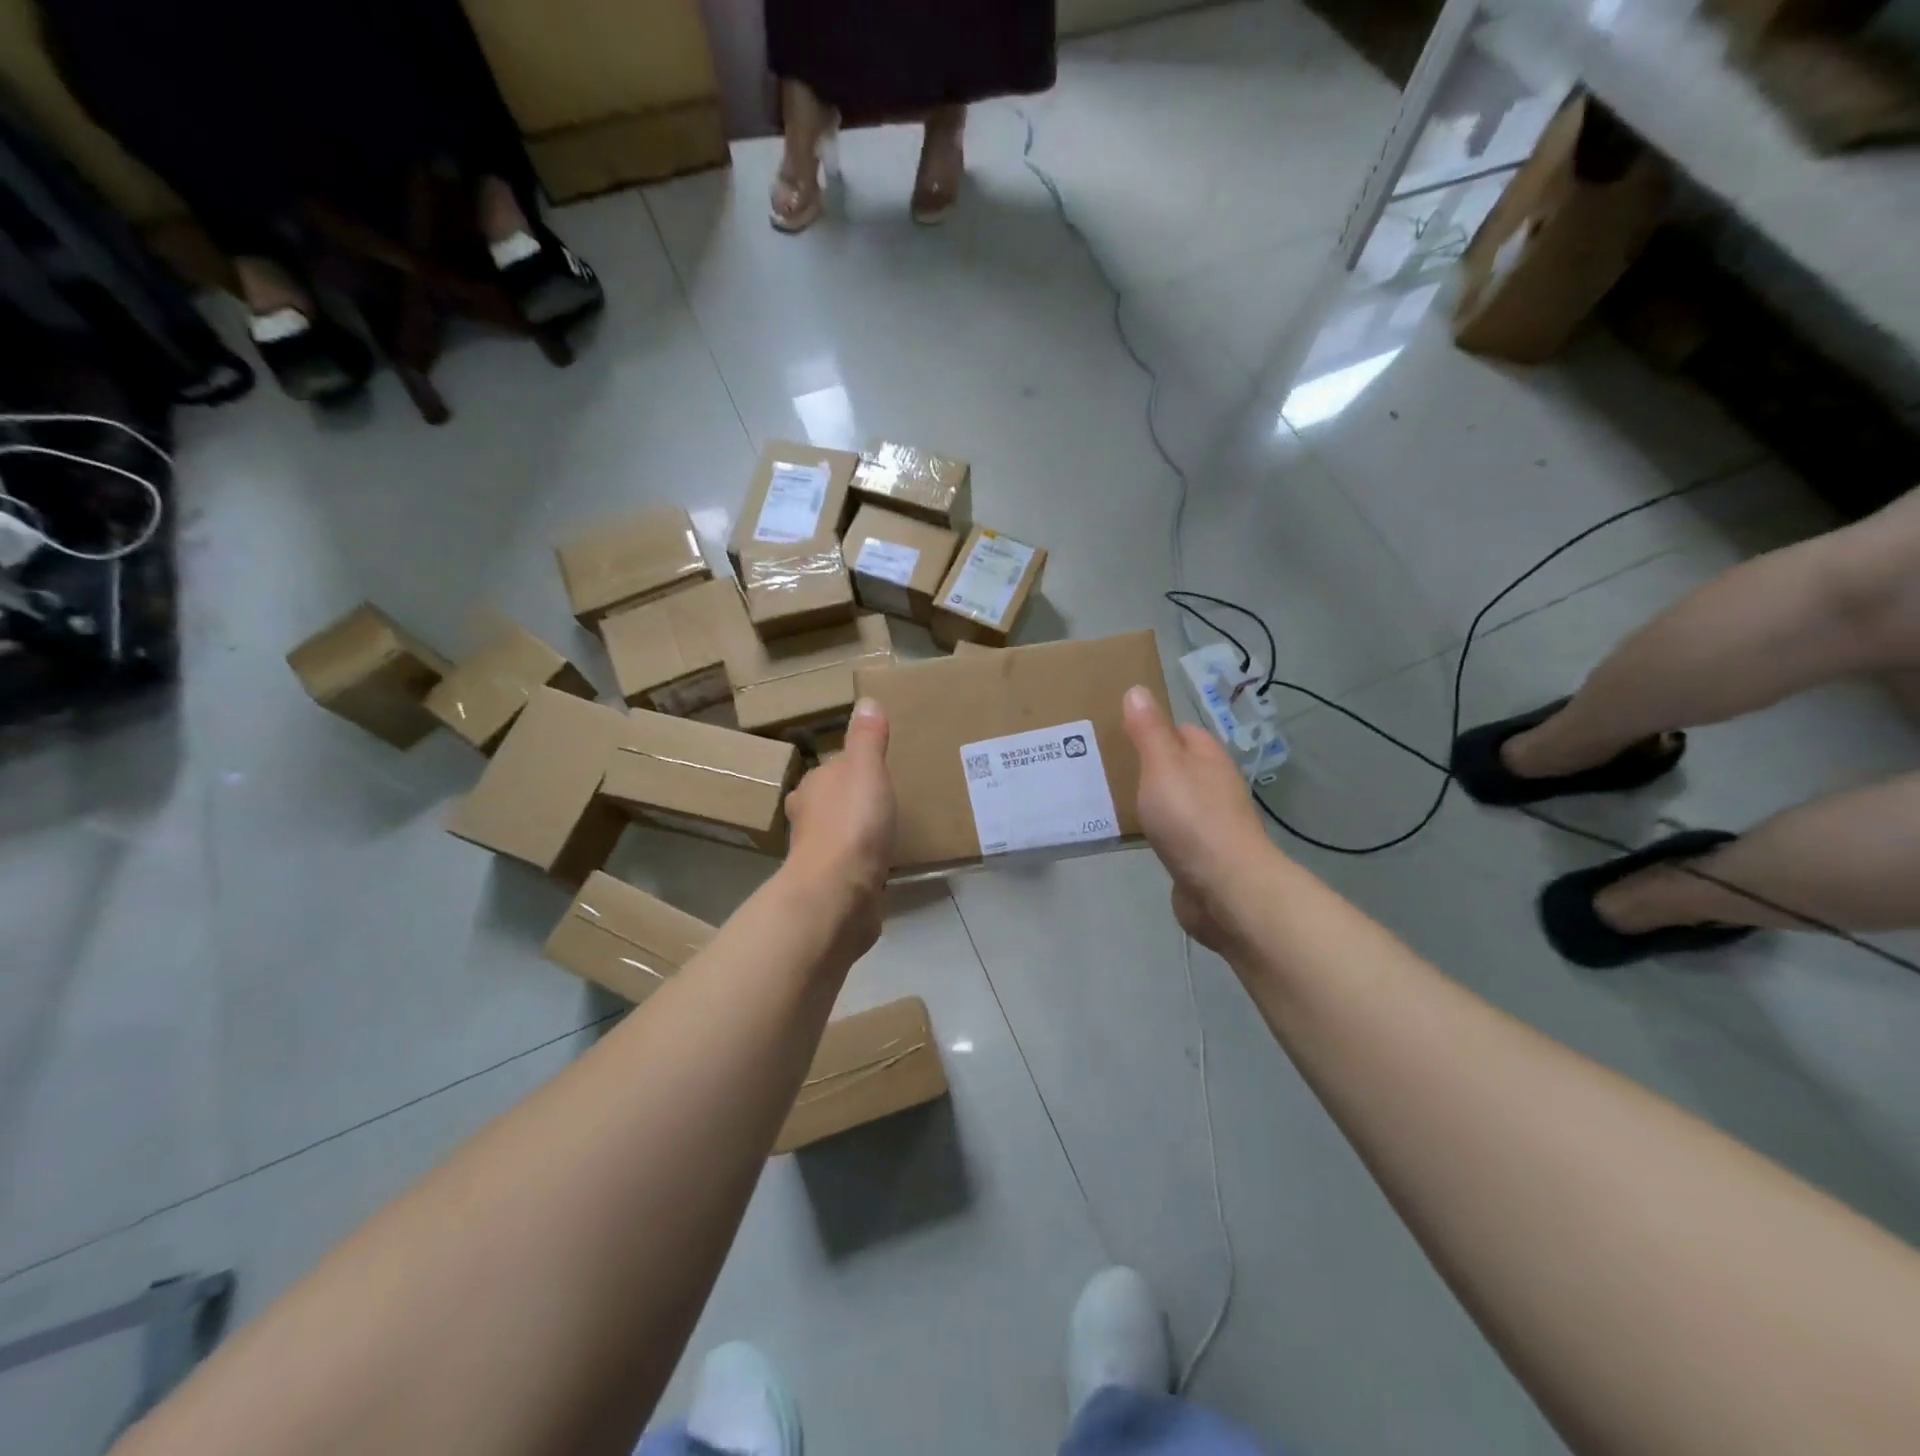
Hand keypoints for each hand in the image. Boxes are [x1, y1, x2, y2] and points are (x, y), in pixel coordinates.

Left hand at [783, 698, 895, 952]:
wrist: (838, 894)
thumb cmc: (851, 824)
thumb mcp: (865, 770)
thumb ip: (867, 738)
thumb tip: (866, 701)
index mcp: (814, 786)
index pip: (834, 767)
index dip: (855, 766)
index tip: (880, 768)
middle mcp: (808, 818)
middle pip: (833, 800)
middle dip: (853, 799)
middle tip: (888, 798)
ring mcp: (820, 854)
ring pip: (841, 833)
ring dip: (858, 831)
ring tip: (890, 829)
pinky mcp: (835, 885)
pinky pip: (853, 865)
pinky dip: (865, 862)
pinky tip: (885, 864)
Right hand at [1123, 685, 1277, 954]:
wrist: (1226, 889)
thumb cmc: (1192, 819)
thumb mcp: (1162, 766)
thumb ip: (1148, 730)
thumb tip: (1138, 690)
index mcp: (1208, 758)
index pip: (1181, 730)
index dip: (1152, 728)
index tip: (1116, 732)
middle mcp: (1214, 786)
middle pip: (1178, 766)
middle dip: (1147, 765)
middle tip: (1105, 766)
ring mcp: (1211, 824)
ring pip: (1176, 801)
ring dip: (1151, 800)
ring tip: (1110, 798)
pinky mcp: (1202, 856)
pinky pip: (1174, 834)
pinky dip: (1156, 831)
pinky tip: (1134, 836)